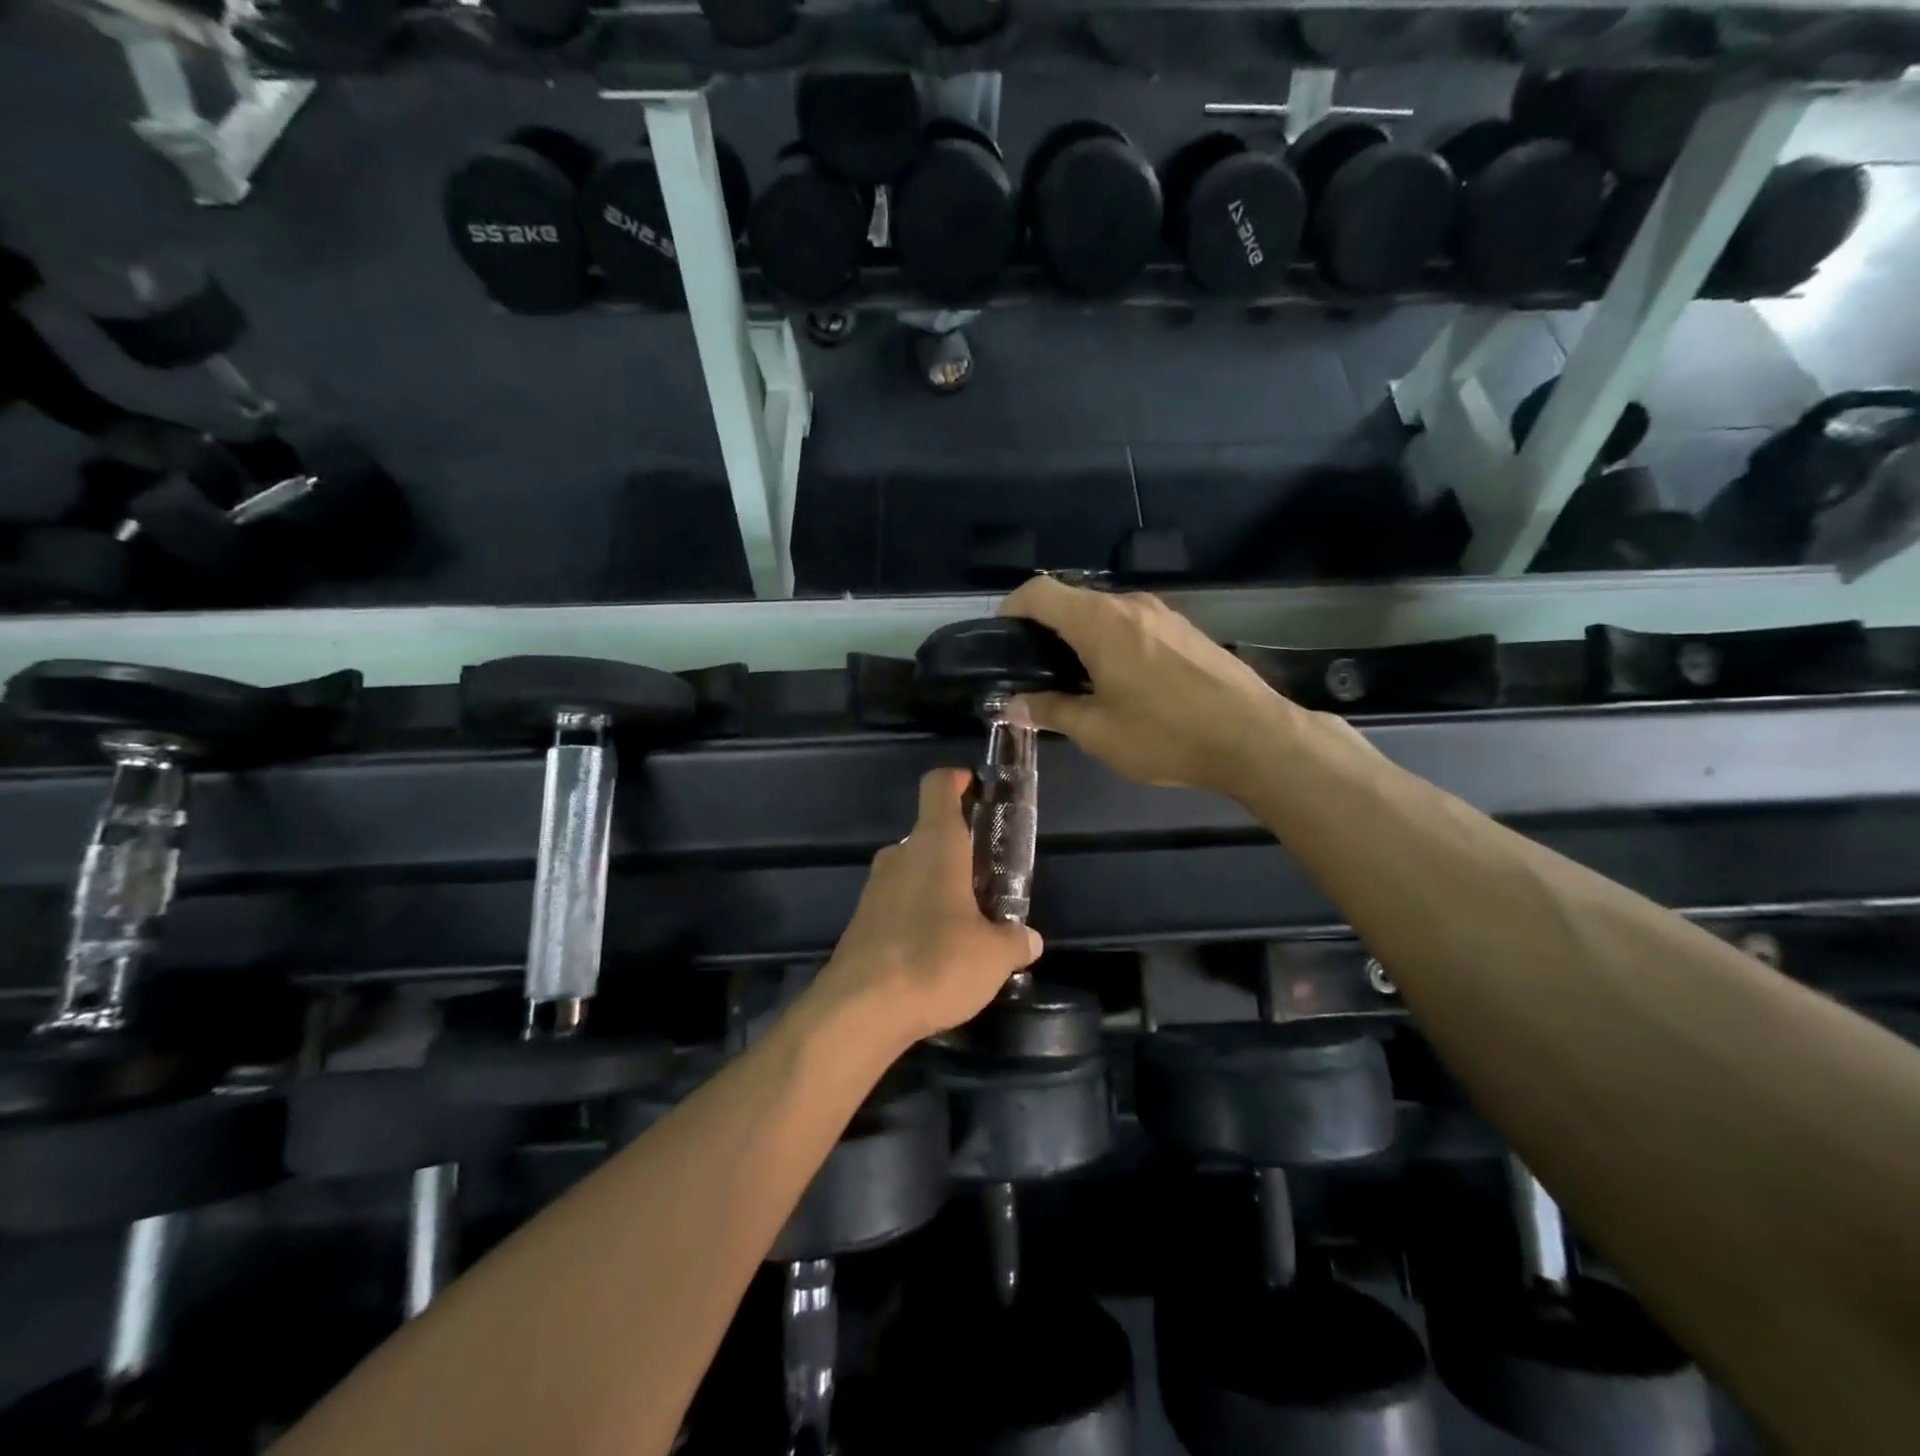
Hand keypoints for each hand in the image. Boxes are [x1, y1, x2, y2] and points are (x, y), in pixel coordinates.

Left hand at [813, 769, 1042, 1047]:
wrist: (860, 1009)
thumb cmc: (936, 962)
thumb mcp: (993, 956)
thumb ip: (1014, 941)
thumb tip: (1028, 939)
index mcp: (934, 844)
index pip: (938, 786)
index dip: (957, 780)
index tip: (976, 788)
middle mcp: (900, 856)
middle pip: (930, 833)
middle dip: (959, 850)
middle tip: (988, 879)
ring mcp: (875, 888)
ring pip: (913, 871)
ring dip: (938, 886)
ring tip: (967, 922)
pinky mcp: (861, 922)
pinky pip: (897, 903)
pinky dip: (917, 914)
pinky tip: (935, 952)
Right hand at [999, 576, 1290, 796]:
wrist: (1254, 737)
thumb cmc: (1167, 734)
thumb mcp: (1098, 732)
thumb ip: (1050, 710)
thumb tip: (1012, 704)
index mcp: (1099, 622)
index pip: (1038, 592)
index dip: (1011, 609)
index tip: (1002, 640)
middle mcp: (1129, 605)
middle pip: (1070, 598)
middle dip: (1044, 627)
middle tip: (1033, 669)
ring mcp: (1161, 613)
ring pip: (1103, 611)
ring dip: (1079, 634)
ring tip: (1074, 678)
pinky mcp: (1184, 628)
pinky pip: (1131, 622)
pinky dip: (1110, 639)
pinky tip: (1119, 680)